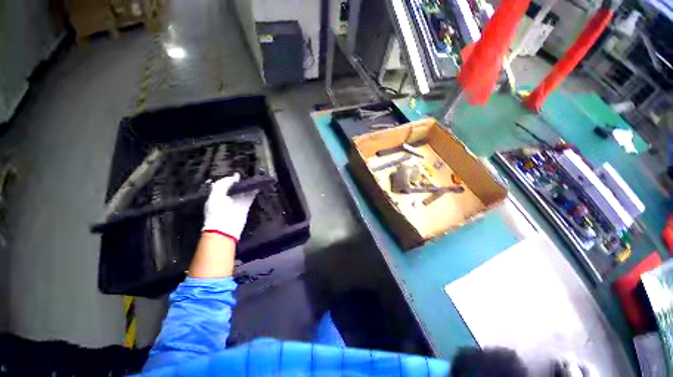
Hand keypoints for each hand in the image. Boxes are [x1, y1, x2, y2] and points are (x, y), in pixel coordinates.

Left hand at [202, 173, 256, 241]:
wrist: (225, 227)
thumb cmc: (217, 210)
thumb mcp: (216, 194)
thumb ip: (224, 183)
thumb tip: (235, 176)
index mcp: (218, 194)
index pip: (225, 184)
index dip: (231, 179)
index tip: (238, 174)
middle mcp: (227, 197)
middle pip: (235, 187)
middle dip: (241, 182)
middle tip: (248, 175)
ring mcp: (237, 202)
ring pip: (244, 191)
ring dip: (248, 186)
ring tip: (254, 179)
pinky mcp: (245, 206)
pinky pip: (250, 197)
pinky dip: (254, 192)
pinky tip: (257, 187)